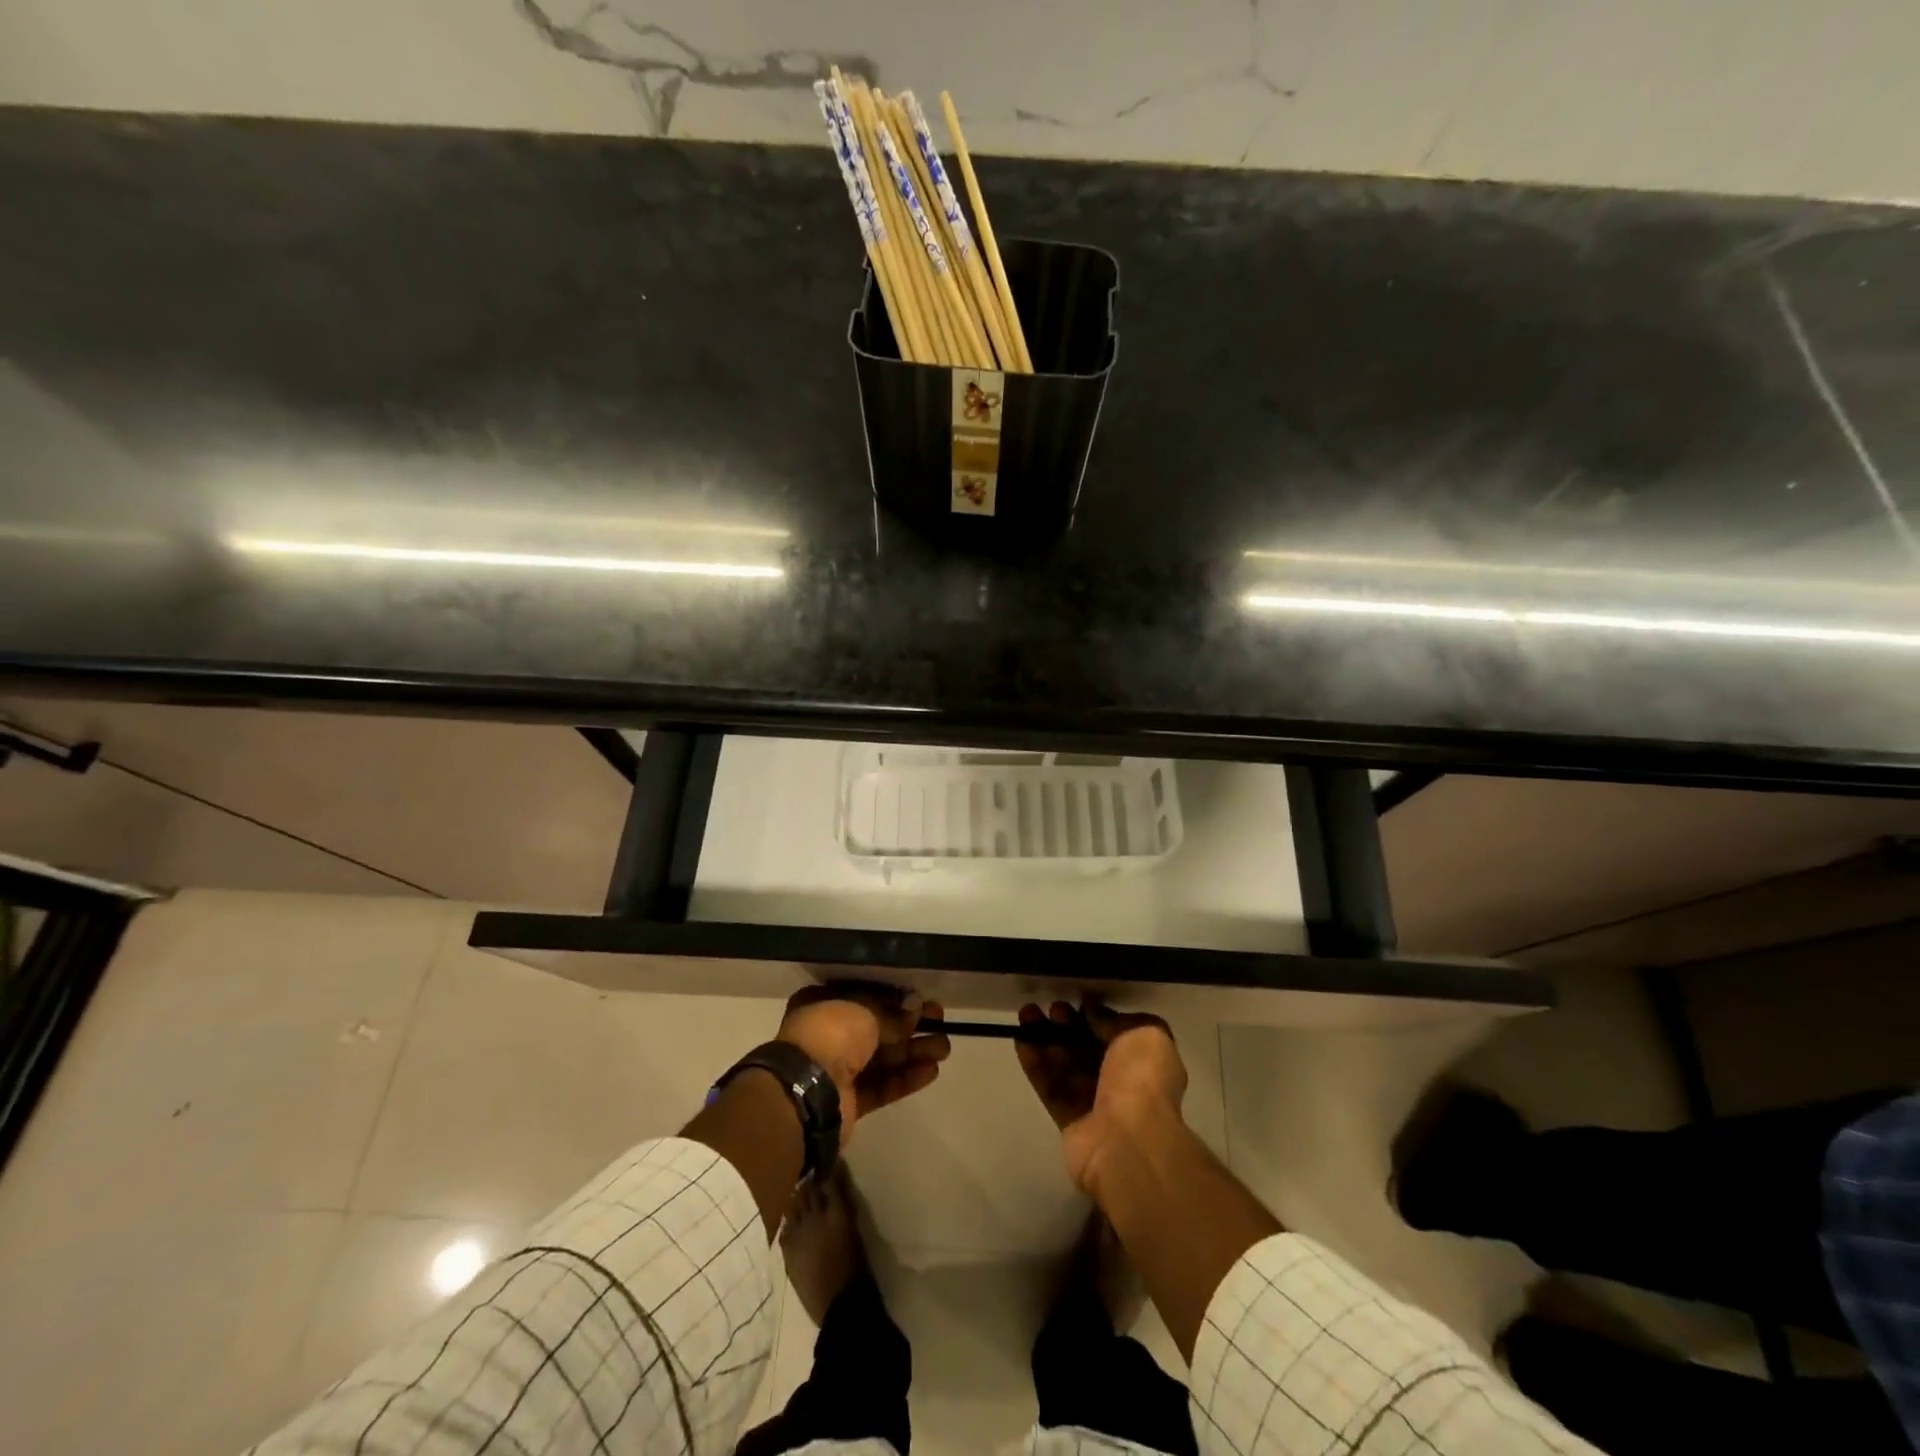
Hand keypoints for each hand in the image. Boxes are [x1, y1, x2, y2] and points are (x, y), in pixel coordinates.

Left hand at [777, 983, 951, 1144]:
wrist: (805, 1095)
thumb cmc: (829, 1035)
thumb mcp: (864, 1010)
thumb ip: (892, 1011)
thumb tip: (916, 1007)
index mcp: (822, 1005)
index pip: (863, 996)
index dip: (893, 997)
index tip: (920, 998)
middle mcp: (828, 1035)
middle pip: (877, 1027)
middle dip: (909, 1025)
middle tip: (940, 1020)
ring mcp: (838, 1071)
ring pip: (883, 1058)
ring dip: (913, 1052)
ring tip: (945, 1048)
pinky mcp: (850, 1102)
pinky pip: (882, 1085)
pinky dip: (906, 1078)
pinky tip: (932, 1071)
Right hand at [1017, 998, 1186, 1191]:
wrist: (1127, 1142)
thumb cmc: (1141, 1080)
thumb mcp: (1143, 1033)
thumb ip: (1115, 1019)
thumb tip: (1092, 1011)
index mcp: (1146, 1061)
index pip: (1117, 1033)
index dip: (1096, 1016)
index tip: (1077, 1001)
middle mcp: (1123, 1082)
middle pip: (1088, 1048)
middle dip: (1068, 1026)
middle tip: (1051, 1008)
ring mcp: (1096, 1103)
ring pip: (1066, 1065)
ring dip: (1046, 1038)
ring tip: (1026, 1013)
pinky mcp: (1069, 1120)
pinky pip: (1050, 1086)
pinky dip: (1035, 1063)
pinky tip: (1021, 1040)